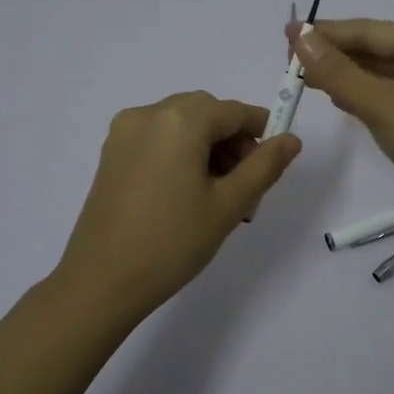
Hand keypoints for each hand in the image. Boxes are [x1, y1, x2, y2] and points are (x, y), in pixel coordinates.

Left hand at [54, 92, 300, 317]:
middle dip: (232, 141)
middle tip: (245, 185)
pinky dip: (181, 153)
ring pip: (181, 125)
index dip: (261, 131)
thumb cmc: (173, 242)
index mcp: (179, 121)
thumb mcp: (229, 205)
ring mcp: (124, 133)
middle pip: (205, 112)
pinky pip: (158, 139)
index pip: (234, 111)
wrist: (102, 281)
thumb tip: (291, 139)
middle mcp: (148, 115)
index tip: (274, 163)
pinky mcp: (111, 154)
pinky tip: (187, 193)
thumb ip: (264, 166)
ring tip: (218, 195)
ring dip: (207, 147)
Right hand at [288, 18, 393, 238]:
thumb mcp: (384, 106)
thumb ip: (339, 73)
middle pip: (375, 49)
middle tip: (289, 59)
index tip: (286, 35)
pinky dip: (362, 96)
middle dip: (334, 52)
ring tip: (306, 77)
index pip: (369, 31)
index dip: (326, 32)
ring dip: (345, 74)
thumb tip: (300, 37)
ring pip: (381, 75)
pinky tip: (340, 101)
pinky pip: (389, 98)